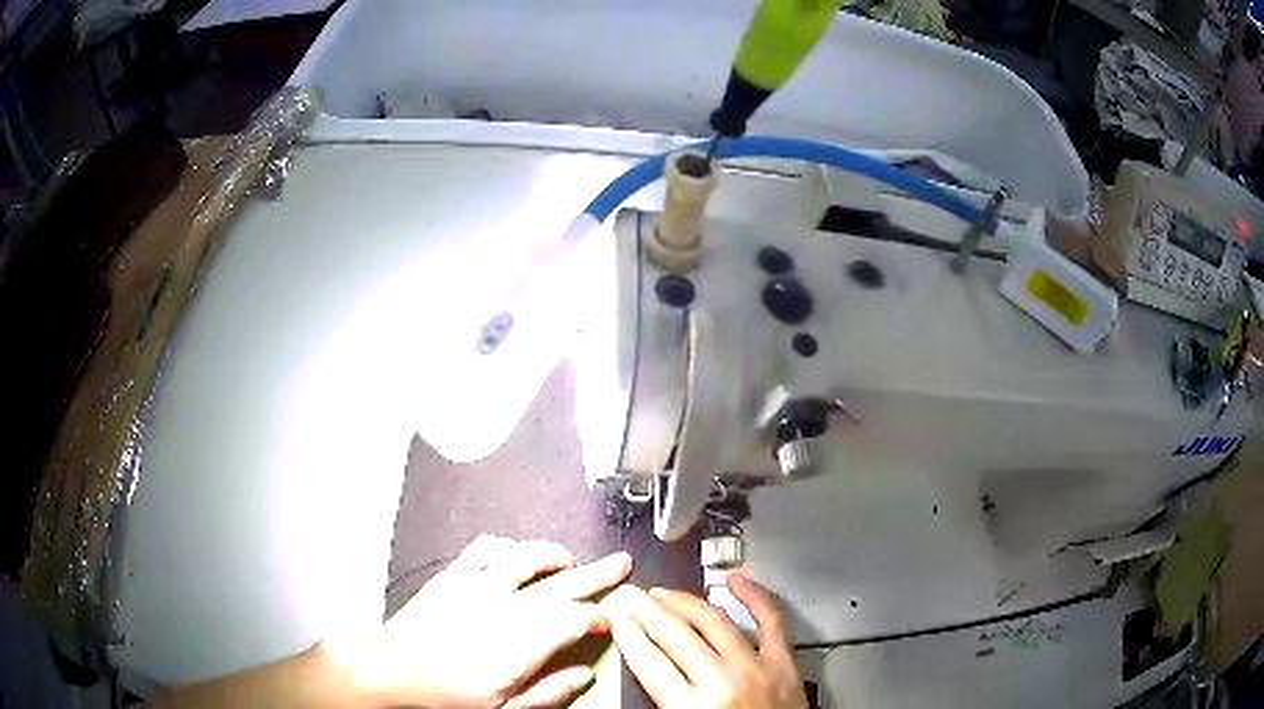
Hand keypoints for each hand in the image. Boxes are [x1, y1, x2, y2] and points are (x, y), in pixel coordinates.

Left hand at [333, 535, 631, 707]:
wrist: (391, 669)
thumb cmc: (447, 695)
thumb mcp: (503, 708)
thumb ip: (549, 691)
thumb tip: (585, 673)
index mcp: (522, 642)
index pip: (575, 620)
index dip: (599, 618)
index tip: (608, 622)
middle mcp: (506, 606)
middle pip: (562, 584)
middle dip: (596, 574)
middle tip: (621, 563)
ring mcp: (478, 585)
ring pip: (527, 559)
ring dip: (554, 556)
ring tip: (571, 560)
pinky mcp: (454, 575)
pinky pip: (486, 550)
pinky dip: (508, 548)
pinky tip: (516, 554)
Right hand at [605, 576, 805, 708]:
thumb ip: (664, 701)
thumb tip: (646, 665)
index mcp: (691, 708)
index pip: (648, 661)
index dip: (627, 634)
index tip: (615, 616)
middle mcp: (721, 682)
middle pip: (674, 635)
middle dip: (646, 610)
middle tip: (630, 595)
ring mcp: (756, 668)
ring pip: (714, 622)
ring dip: (684, 602)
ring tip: (664, 592)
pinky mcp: (785, 663)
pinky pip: (771, 621)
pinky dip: (755, 596)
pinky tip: (737, 581)